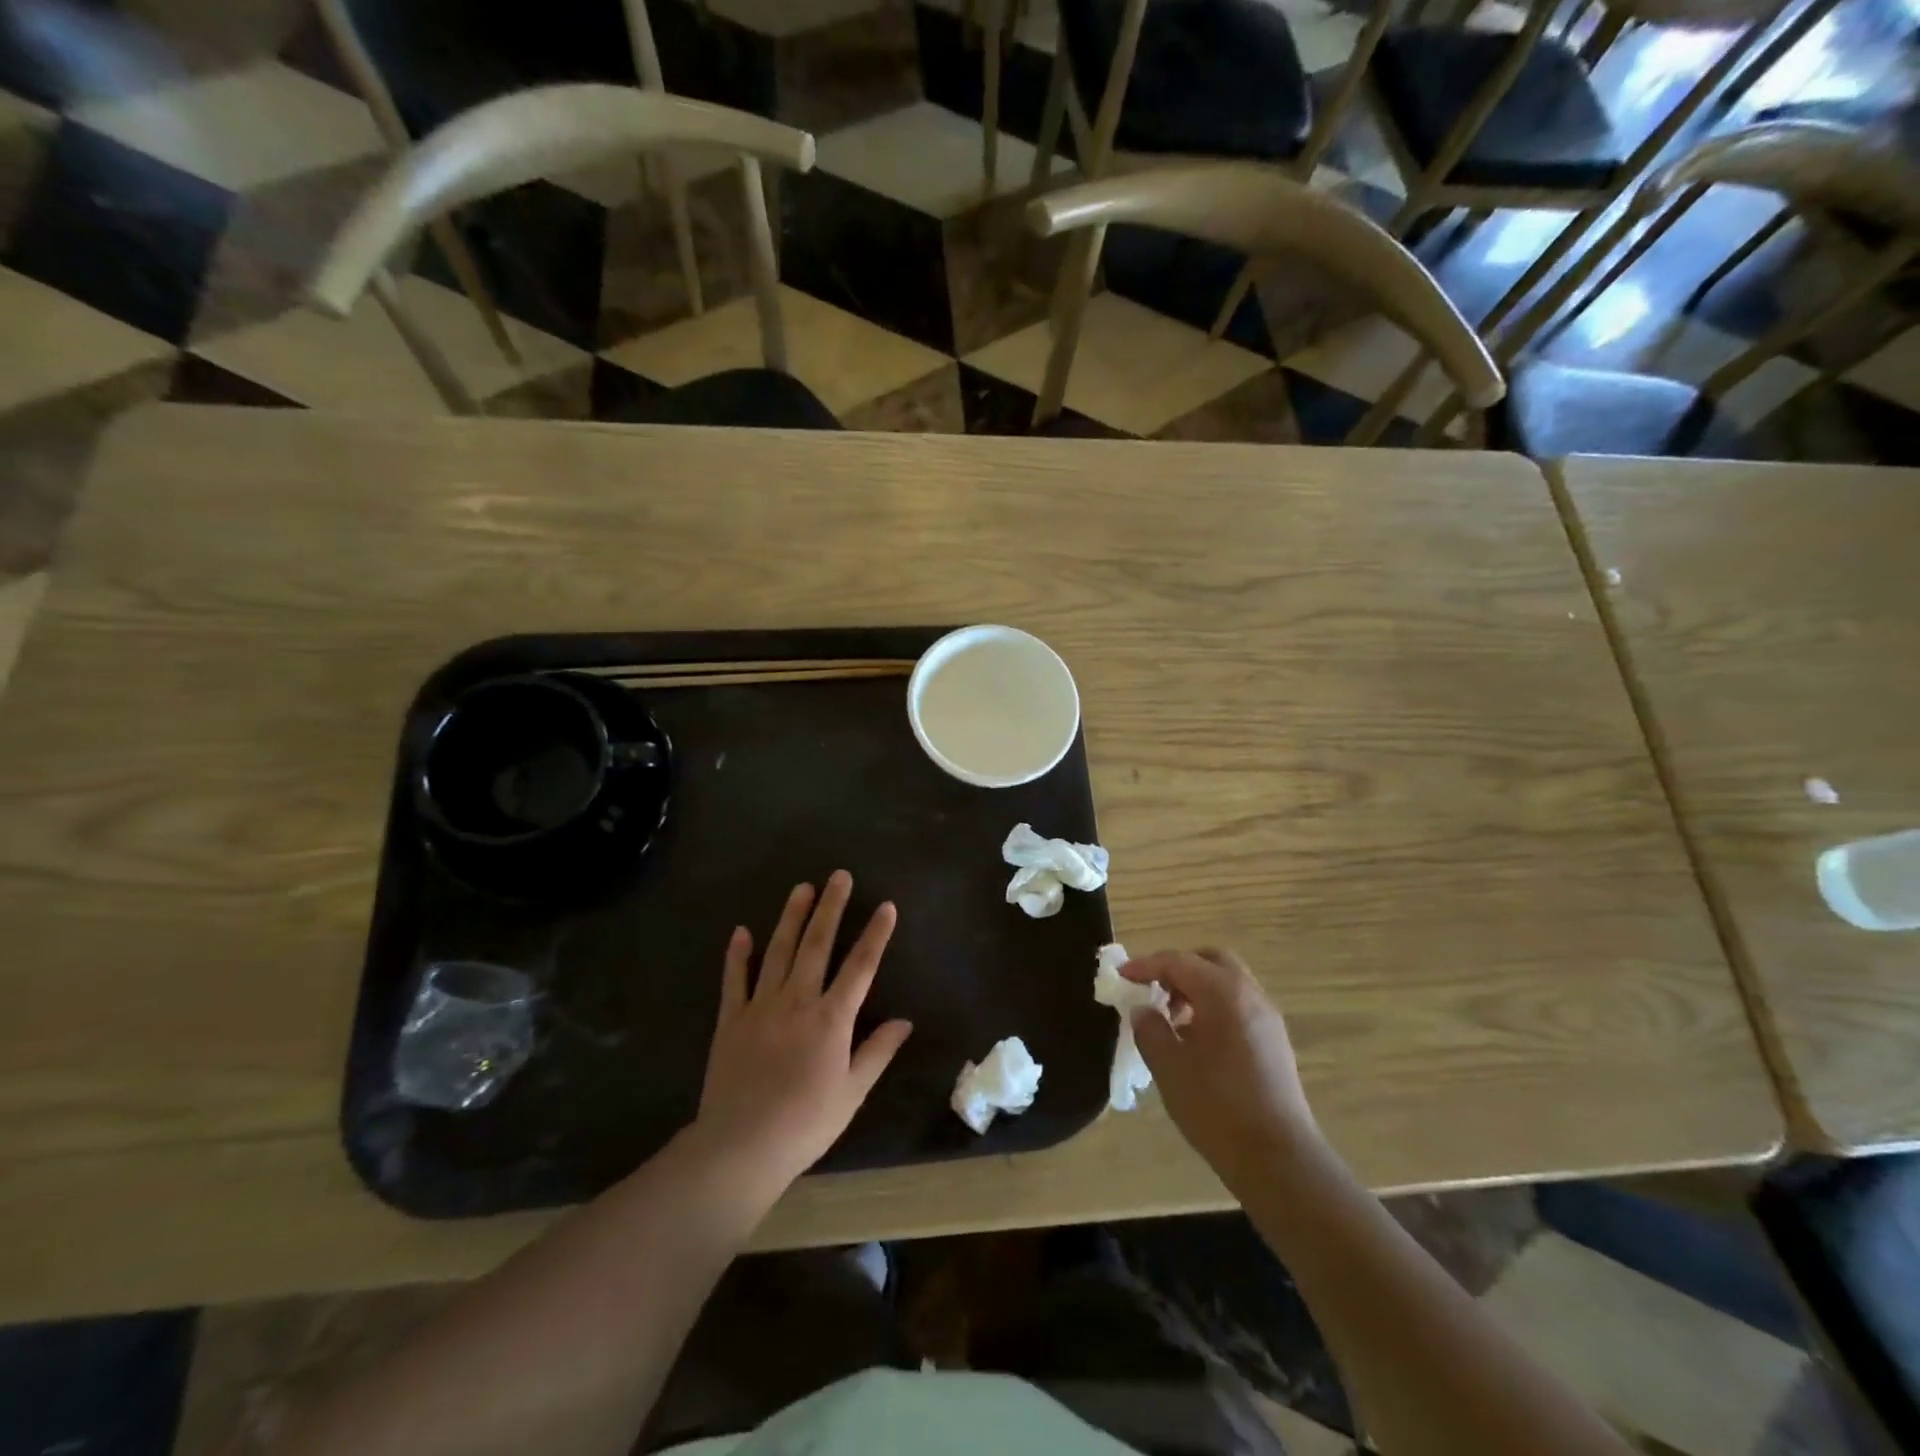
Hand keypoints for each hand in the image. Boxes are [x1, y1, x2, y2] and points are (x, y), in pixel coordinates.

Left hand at [692, 871, 912, 1197]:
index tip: (886, 906)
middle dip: (831, 908)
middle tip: (839, 876)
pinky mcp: (730, 1019)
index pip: (860, 967)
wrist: (740, 1147)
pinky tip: (742, 931)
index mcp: (831, 1019)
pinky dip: (738, 954)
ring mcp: (760, 1007)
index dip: (876, 935)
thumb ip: (878, 1052)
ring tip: (802, 888)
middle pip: (817, 945)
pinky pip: (734, 980)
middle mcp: (797, 1002)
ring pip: (778, 951)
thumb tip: (905, 1021)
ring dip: (791, 917)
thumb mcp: (852, 1092)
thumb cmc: (805, 1123)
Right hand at [1121, 949, 1321, 1187]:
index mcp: (1222, 993)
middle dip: (1177, 967)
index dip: (1145, 966)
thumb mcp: (1168, 1067)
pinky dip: (1215, 1005)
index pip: (1177, 962)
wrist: (1278, 1158)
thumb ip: (1149, 1029)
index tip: (1121, 976)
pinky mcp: (1275, 1040)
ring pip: (1228, 981)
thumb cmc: (1216, 1107)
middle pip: (1210, 960)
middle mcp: (1250, 994)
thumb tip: (1143, 1010)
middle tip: (1152, 989)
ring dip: (1197, 987)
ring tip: (1172, 1019)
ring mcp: (1268, 1017)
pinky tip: (1198, 1039)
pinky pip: (1240, 1004)